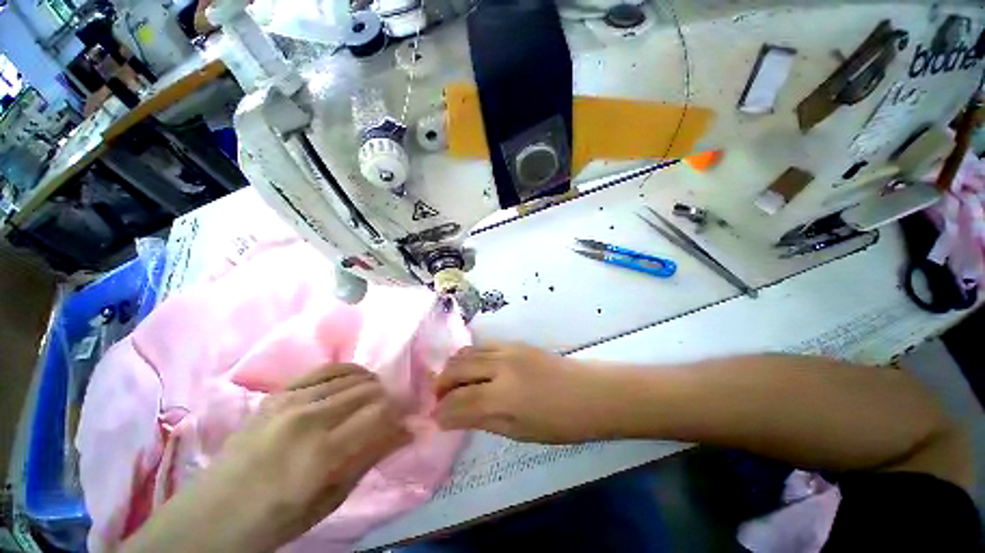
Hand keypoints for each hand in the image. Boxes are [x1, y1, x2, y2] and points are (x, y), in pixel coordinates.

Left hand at [123, 364, 410, 552]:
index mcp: (321, 454)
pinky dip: (349, 372)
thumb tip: (407, 430)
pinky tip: (354, 382)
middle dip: (388, 399)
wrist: (213, 514)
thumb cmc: (276, 519)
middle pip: (370, 390)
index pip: (381, 413)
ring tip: (373, 399)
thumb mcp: (330, 500)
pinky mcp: (279, 392)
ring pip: (353, 375)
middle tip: (391, 413)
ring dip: (372, 386)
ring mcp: (290, 400)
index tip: (405, 421)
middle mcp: (308, 418)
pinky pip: (327, 367)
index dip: (399, 414)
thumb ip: (370, 458)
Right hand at [434, 344, 619, 443]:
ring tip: (453, 382)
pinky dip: (470, 357)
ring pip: (467, 352)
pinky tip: (473, 368)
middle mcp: (501, 367)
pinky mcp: (516, 342)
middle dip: (441, 385)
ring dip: (453, 367)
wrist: (590, 392)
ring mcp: (508, 349)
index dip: (442, 412)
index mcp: (503, 397)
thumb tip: (453, 416)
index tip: (434, 419)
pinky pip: (483, 346)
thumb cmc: (560, 422)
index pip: (459, 402)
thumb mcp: (519, 432)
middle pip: (457, 369)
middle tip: (439, 399)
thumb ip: (482, 419)